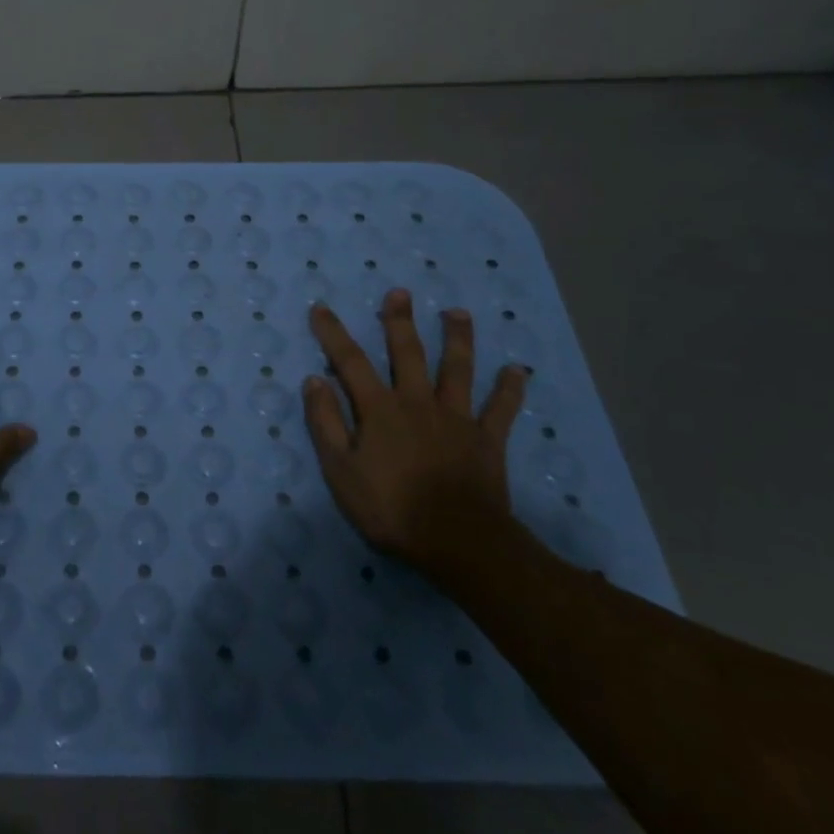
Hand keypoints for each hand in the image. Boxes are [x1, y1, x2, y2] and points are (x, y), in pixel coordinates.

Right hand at [302, 289, 528, 571]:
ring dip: (457, 339)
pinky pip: (501, 410)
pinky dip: (509, 390)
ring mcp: (456, 419)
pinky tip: (518, 371)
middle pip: (408, 353)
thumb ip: (325, 423)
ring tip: (458, 313)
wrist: (457, 541)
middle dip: (400, 321)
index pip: (350, 362)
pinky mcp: (487, 440)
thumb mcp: (340, 470)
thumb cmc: (390, 507)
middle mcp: (417, 402)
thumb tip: (314, 380)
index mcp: (379, 409)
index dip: (333, 334)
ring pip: (458, 370)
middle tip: (400, 293)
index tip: (322, 308)